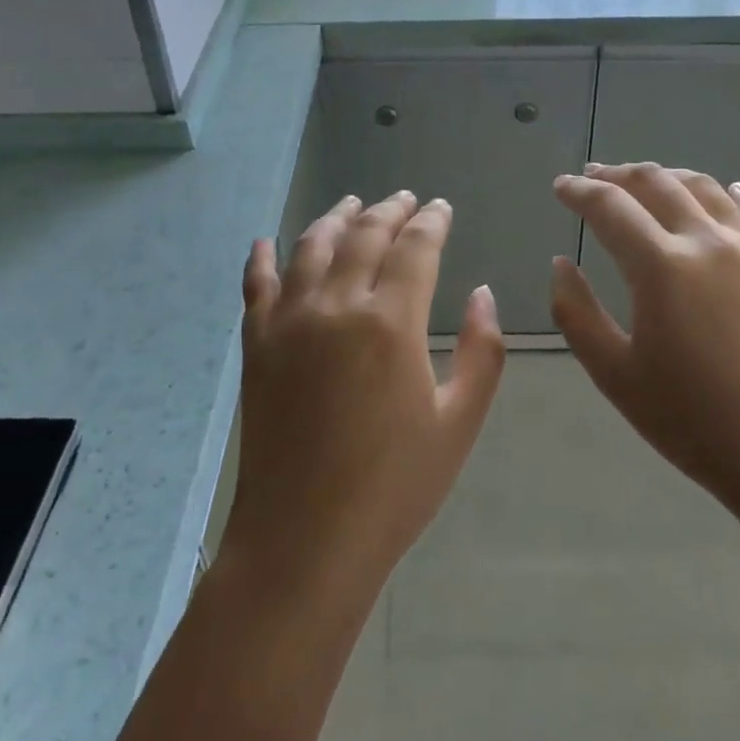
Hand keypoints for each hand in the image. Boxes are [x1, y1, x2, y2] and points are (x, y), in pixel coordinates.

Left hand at [225, 192, 506, 600]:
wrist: (304, 542)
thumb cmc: (393, 487)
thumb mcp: (459, 423)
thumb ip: (483, 352)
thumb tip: (483, 293)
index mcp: (391, 322)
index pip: (415, 247)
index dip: (431, 221)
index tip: (441, 207)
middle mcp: (337, 305)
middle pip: (364, 235)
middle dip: (389, 209)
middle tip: (405, 199)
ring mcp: (289, 321)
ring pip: (311, 246)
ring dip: (335, 218)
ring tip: (351, 204)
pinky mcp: (256, 345)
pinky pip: (256, 285)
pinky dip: (262, 258)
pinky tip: (268, 242)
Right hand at [550, 163, 739, 546]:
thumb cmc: (694, 423)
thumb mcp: (615, 375)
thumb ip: (576, 313)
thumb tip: (561, 263)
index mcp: (661, 266)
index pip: (609, 207)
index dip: (579, 192)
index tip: (561, 186)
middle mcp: (707, 241)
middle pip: (656, 183)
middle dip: (618, 174)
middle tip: (595, 176)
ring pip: (705, 187)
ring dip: (668, 175)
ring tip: (647, 179)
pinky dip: (728, 193)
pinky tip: (724, 190)